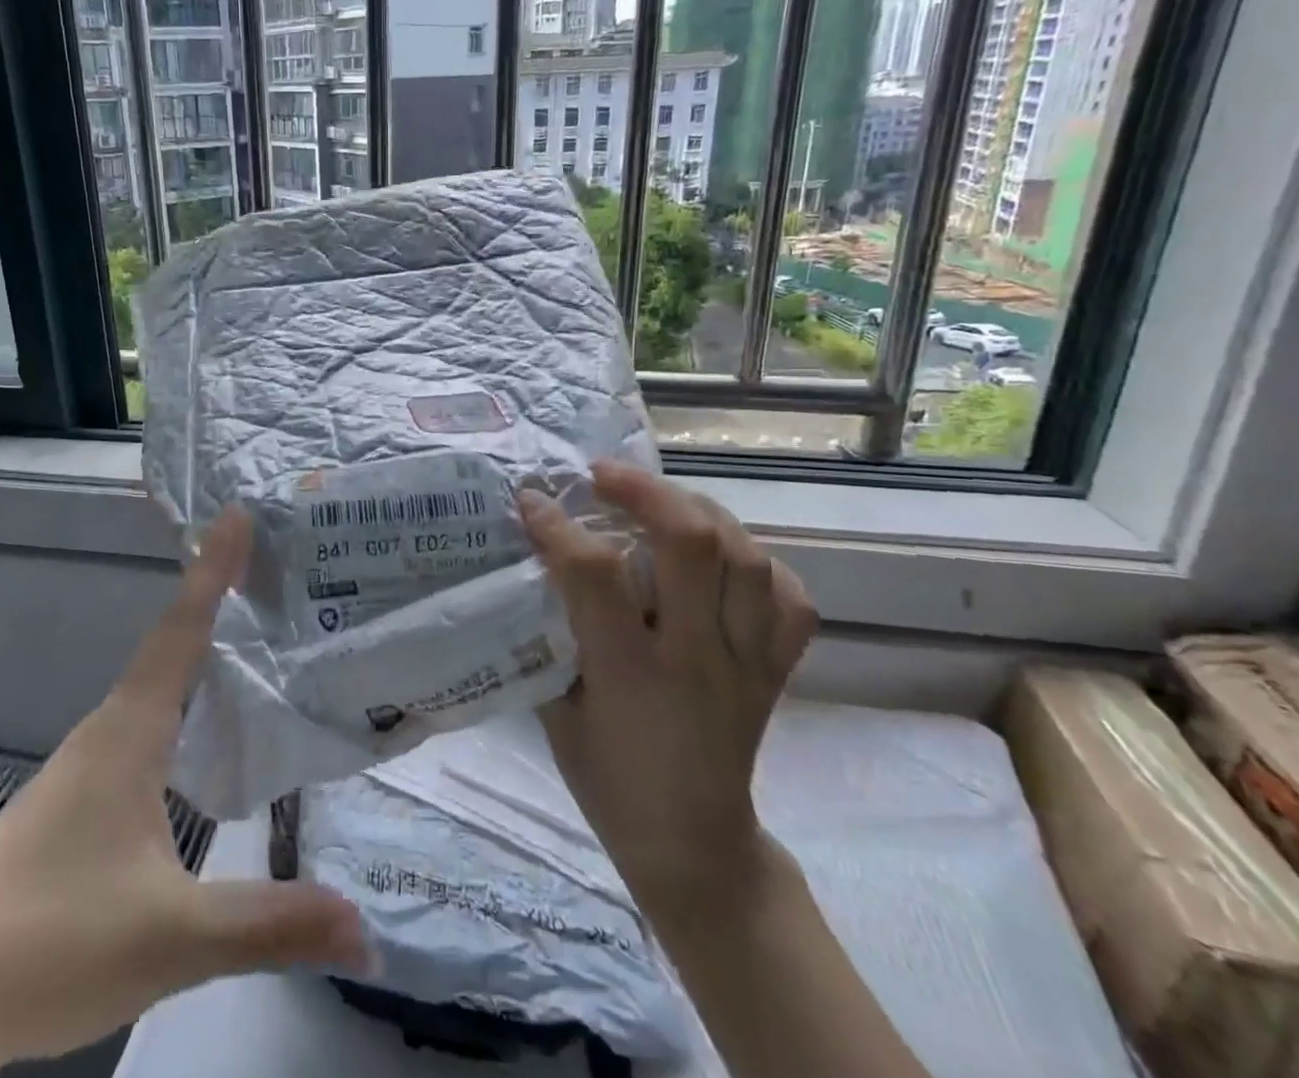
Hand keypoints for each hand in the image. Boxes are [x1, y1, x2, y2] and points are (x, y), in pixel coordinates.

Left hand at [0, 509, 370, 1077]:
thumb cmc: (49, 942)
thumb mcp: (171, 936)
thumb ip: (270, 924)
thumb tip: (365, 928)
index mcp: (129, 732)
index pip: (181, 629)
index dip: (212, 569)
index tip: (236, 513)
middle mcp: (110, 731)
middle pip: (171, 643)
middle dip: (216, 596)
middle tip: (271, 565)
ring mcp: (90, 765)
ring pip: (157, 685)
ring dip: (199, 648)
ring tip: (252, 631)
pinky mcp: (81, 799)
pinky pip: (147, 723)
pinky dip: (184, 699)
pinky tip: (205, 727)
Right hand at [517, 461, 816, 910]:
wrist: (693, 844)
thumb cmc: (607, 777)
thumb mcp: (555, 707)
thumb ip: (549, 633)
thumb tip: (533, 563)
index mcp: (631, 673)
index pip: (595, 572)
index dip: (557, 525)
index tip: (532, 500)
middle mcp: (698, 658)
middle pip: (692, 543)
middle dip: (644, 491)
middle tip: (604, 476)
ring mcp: (748, 663)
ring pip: (746, 557)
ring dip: (698, 512)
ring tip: (660, 501)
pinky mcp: (777, 671)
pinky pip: (787, 597)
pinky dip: (756, 562)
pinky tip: (721, 555)